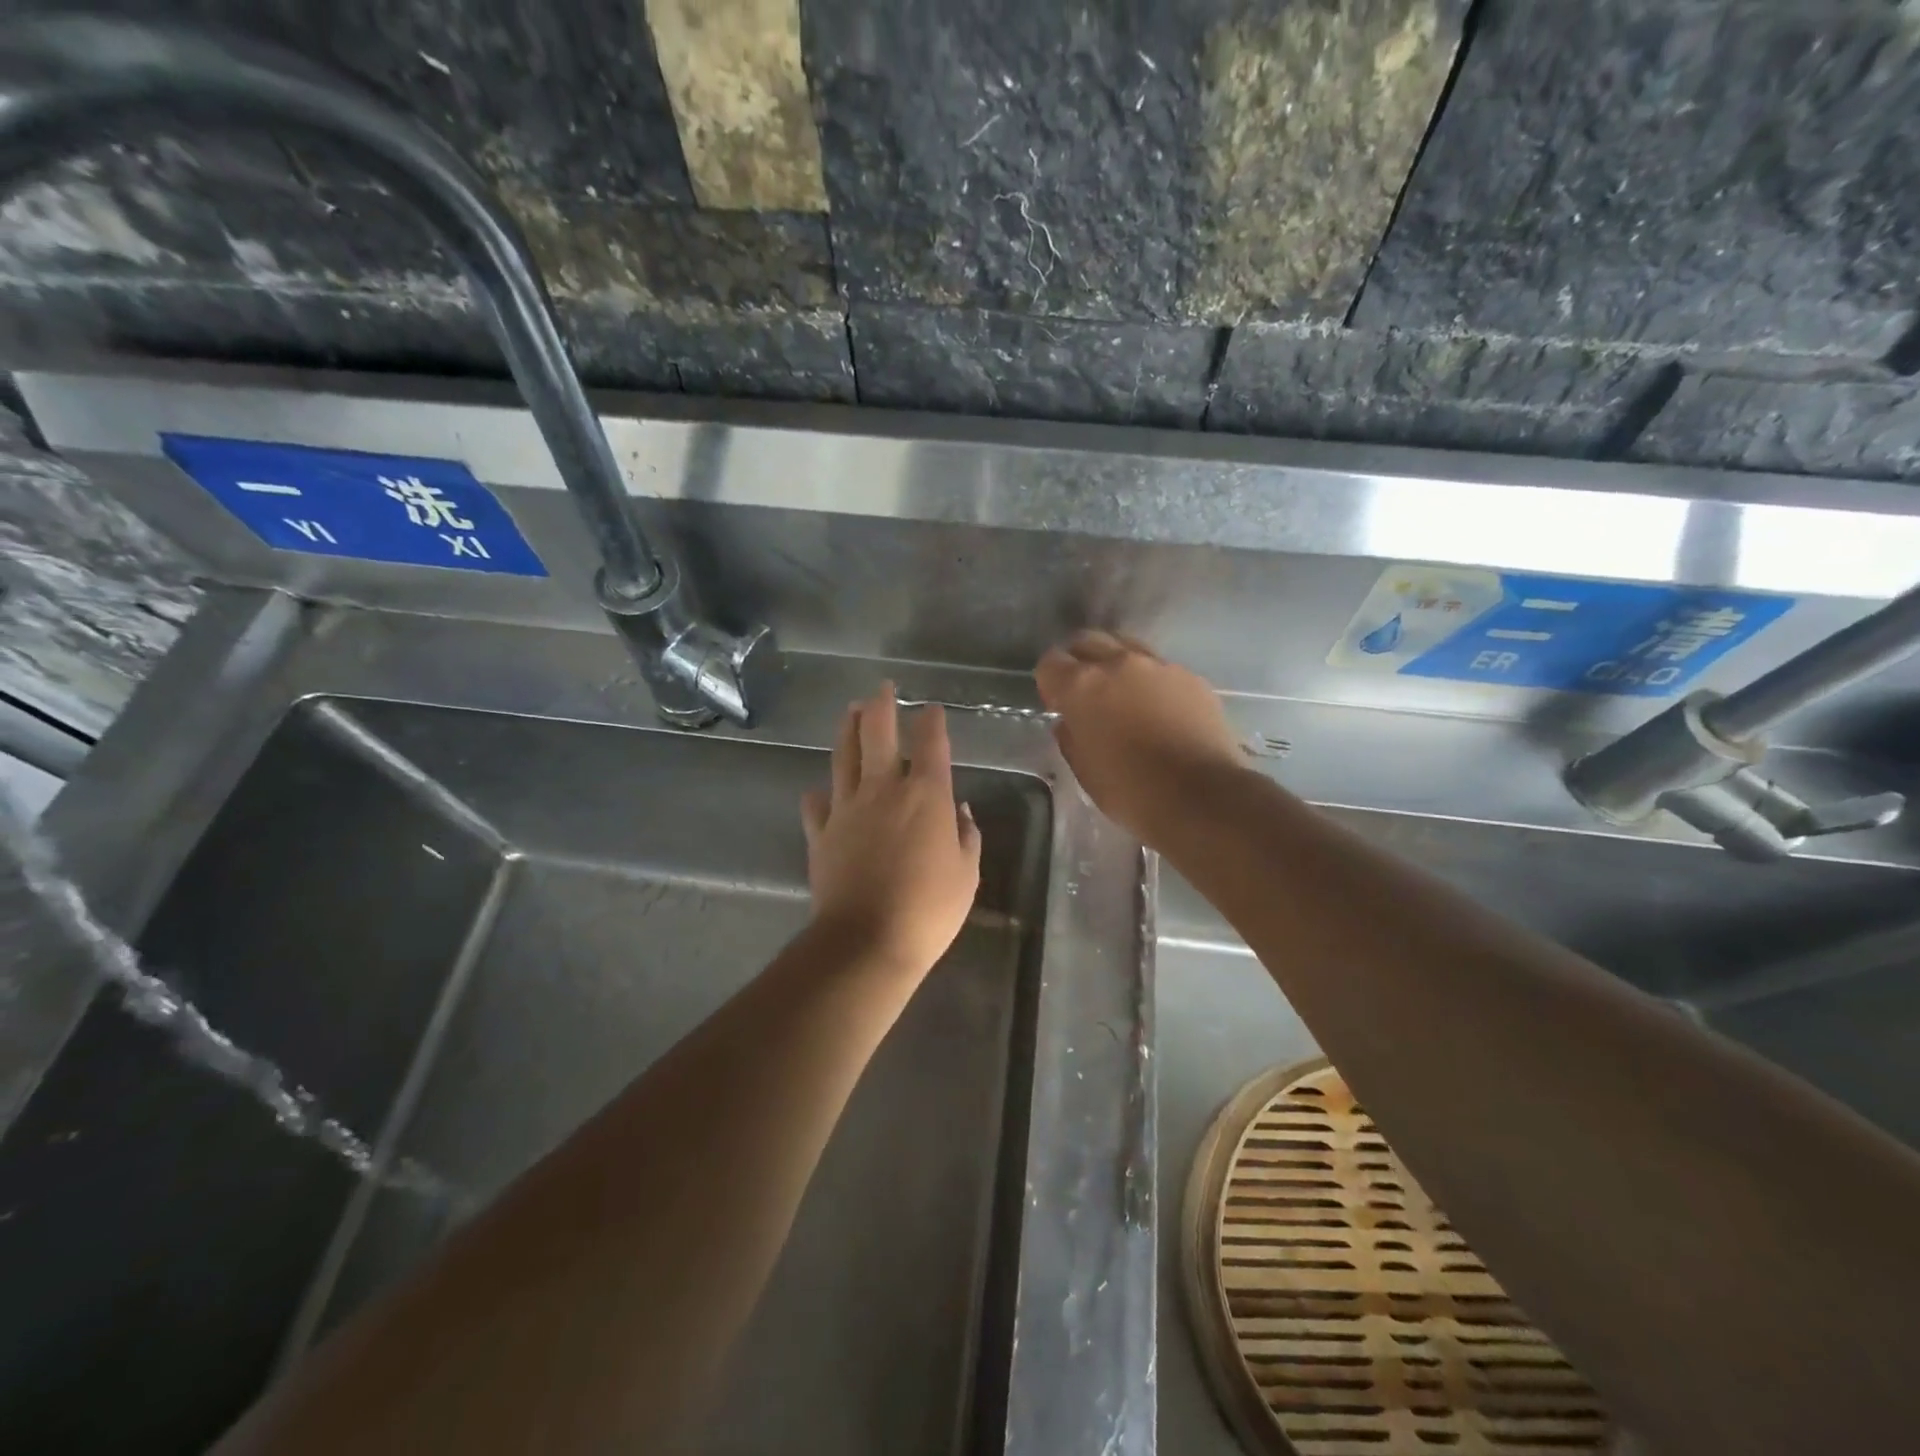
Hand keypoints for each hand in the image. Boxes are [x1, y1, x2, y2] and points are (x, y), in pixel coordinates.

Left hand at [801, 683, 982, 978]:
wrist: (868, 940)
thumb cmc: (929, 908)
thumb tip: (962, 810)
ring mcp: (847, 808)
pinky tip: (820, 790)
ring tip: (850, 711)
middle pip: (877, 733)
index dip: (932, 722)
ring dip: (848, 730)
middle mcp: (883, 790)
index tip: (932, 709)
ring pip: (843, 756)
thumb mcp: (966, 874)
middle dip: (881, 705)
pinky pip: (817, 804)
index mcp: (926, 795)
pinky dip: (820, 794)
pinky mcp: (821, 833)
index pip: (931, 744)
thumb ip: (966, 836)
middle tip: (882, 688)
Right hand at [1035, 631, 1245, 840]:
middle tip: (1087, 693)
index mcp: (1082, 686)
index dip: (1050, 683)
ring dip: (1117, 665)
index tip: (1058, 705)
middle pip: (1088, 641)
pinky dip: (1152, 682)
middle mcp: (1118, 664)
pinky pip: (1161, 669)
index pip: (1050, 663)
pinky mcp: (1192, 677)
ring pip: (1127, 647)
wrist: (1202, 797)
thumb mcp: (1084, 771)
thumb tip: (1071, 722)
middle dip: (1080, 661)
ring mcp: (1159, 666)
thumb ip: (1071, 737)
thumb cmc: (1131, 791)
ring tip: (1125, 696)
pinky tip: (1160, 711)